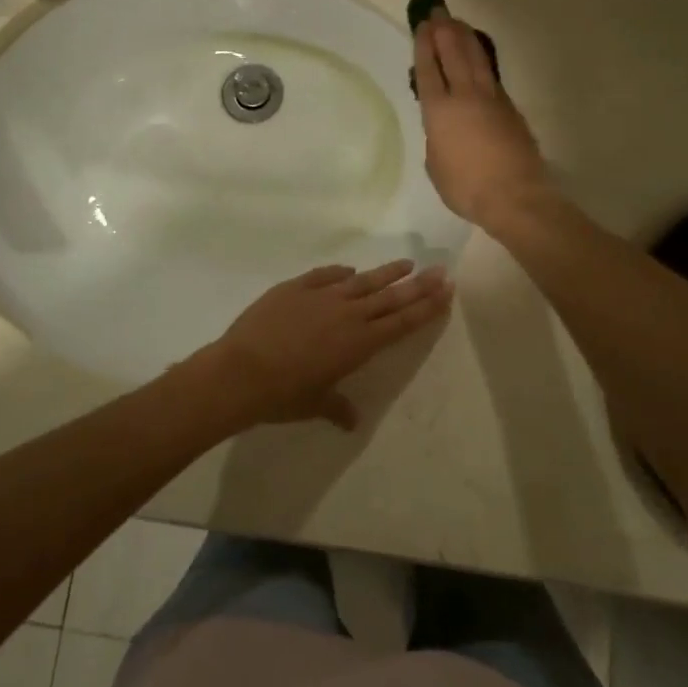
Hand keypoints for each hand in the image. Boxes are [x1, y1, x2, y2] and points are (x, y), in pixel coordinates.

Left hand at [200, 260, 453, 427]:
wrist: (240, 372)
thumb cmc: (283, 395)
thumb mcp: (315, 404)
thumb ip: (337, 408)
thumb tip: (351, 422)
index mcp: (359, 344)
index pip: (402, 322)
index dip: (426, 307)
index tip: (446, 291)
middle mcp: (347, 315)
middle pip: (390, 297)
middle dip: (418, 284)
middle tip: (440, 270)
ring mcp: (321, 296)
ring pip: (362, 281)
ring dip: (386, 273)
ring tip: (406, 263)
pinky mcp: (295, 287)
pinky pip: (324, 275)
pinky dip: (340, 272)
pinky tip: (350, 270)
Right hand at [413, 11, 550, 224]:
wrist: (514, 195)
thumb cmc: (466, 187)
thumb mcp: (436, 165)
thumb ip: (437, 139)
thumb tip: (445, 128)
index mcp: (439, 111)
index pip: (429, 70)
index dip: (425, 46)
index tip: (423, 25)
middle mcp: (464, 96)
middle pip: (453, 54)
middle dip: (444, 31)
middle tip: (438, 11)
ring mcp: (491, 99)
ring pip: (476, 59)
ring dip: (465, 38)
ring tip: (457, 23)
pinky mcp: (510, 108)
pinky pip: (491, 75)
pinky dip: (481, 59)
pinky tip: (478, 56)